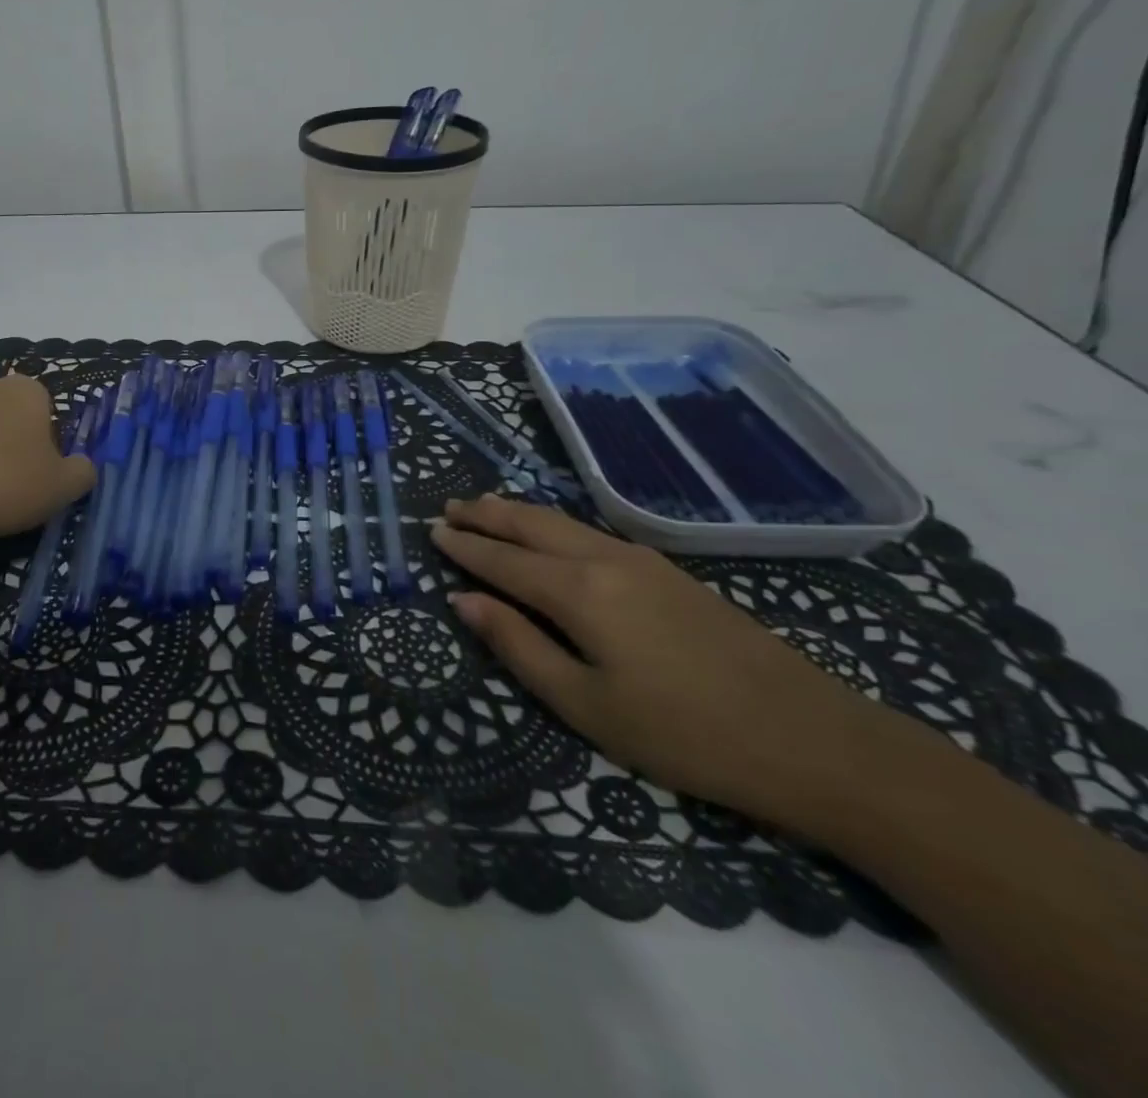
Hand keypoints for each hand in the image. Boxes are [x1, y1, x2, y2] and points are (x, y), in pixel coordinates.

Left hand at [0, 375, 94, 552]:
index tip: (39, 473)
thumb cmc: (5, 487)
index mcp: (23, 392)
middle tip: (8, 485)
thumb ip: (82, 472)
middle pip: (2, 414)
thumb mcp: (63, 488)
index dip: (46, 441)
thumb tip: (81, 467)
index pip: (44, 408)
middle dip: (7, 442)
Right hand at [431, 495, 928, 832]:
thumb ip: (519, 646)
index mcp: (577, 591)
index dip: (465, 547)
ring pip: (562, 522)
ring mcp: (641, 560)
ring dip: (518, 512)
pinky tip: (549, 530)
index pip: (503, 560)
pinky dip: (552, 523)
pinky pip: (589, 531)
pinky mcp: (668, 572)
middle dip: (486, 514)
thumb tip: (463, 601)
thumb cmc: (684, 733)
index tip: (432, 530)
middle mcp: (603, 559)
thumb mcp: (586, 705)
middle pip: (531, 524)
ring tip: (485, 506)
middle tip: (449, 507)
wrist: (813, 739)